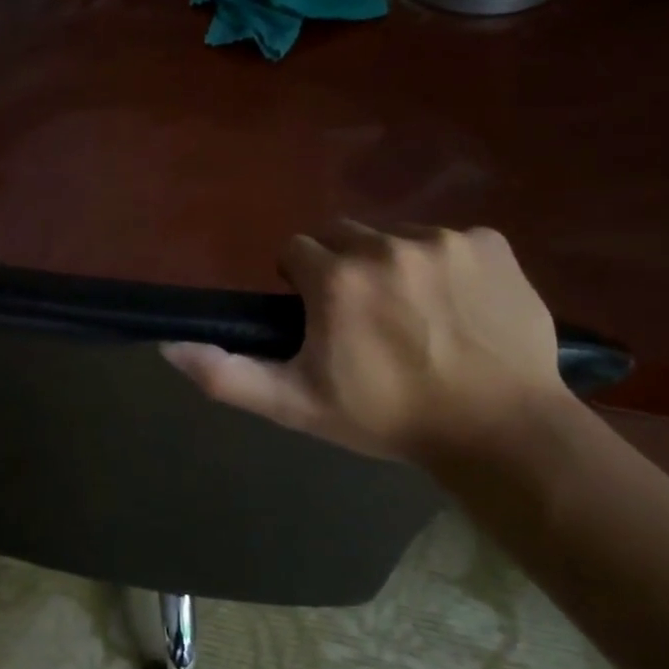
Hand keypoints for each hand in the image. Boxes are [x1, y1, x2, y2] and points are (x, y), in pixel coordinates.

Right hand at [163, 221, 566, 464]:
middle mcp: (387, 244)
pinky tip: (460, 308)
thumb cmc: (388, 418)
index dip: (301, 284)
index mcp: (337, 278)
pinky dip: (447, 265)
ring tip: (415, 317)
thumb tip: (169, 346)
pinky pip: (452, 239)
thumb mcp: (296, 405)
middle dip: (343, 268)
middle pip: (344, 235)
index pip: (296, 249)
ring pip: (396, 235)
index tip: (320, 319)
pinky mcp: (492, 243)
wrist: (500, 432)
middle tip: (365, 321)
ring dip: (393, 265)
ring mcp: (445, 239)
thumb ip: (227, 374)